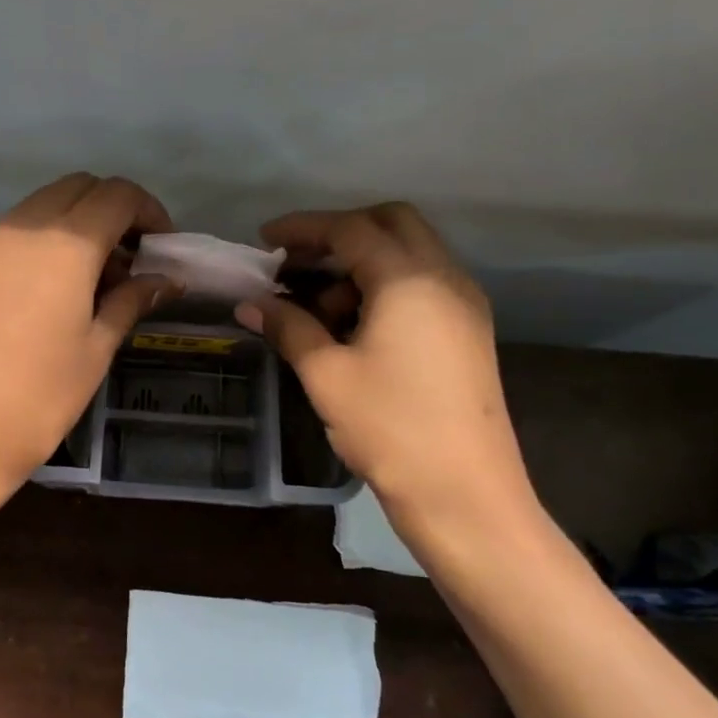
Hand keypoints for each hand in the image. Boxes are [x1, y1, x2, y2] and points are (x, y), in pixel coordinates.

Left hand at [0, 173, 176, 505]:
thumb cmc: (37, 397)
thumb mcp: (95, 349)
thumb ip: (130, 302)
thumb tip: (164, 279)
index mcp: (65, 242)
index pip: (117, 195)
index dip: (150, 212)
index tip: (164, 248)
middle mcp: (26, 227)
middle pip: (80, 188)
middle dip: (115, 210)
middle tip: (135, 259)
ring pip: (47, 205)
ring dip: (81, 223)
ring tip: (103, 279)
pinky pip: (22, 230)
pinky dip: (51, 239)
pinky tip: (64, 288)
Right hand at [233, 203, 530, 523]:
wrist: (464, 494)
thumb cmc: (389, 427)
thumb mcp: (326, 374)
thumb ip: (288, 327)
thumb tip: (250, 303)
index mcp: (410, 280)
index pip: (350, 229)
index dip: (303, 228)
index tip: (264, 240)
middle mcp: (445, 278)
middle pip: (391, 223)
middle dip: (339, 233)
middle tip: (298, 262)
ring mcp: (463, 304)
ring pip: (410, 253)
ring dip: (361, 262)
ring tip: (318, 308)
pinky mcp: (468, 331)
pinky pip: (423, 284)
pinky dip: (384, 286)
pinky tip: (352, 326)